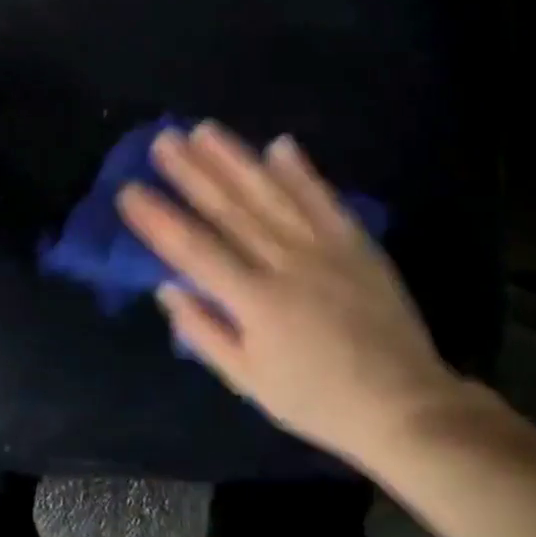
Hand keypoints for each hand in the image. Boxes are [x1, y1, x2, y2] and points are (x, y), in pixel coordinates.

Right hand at [117, 122, 470, 468]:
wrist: (406, 406)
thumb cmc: (316, 400)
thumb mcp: (249, 382)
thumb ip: (204, 332)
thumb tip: (167, 287)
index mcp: (255, 302)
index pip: (194, 250)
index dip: (159, 219)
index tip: (130, 190)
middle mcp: (286, 265)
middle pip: (230, 210)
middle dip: (192, 173)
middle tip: (163, 141)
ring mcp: (325, 249)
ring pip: (271, 195)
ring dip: (236, 160)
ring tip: (205, 130)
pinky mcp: (356, 245)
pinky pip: (324, 200)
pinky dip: (301, 172)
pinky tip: (279, 144)